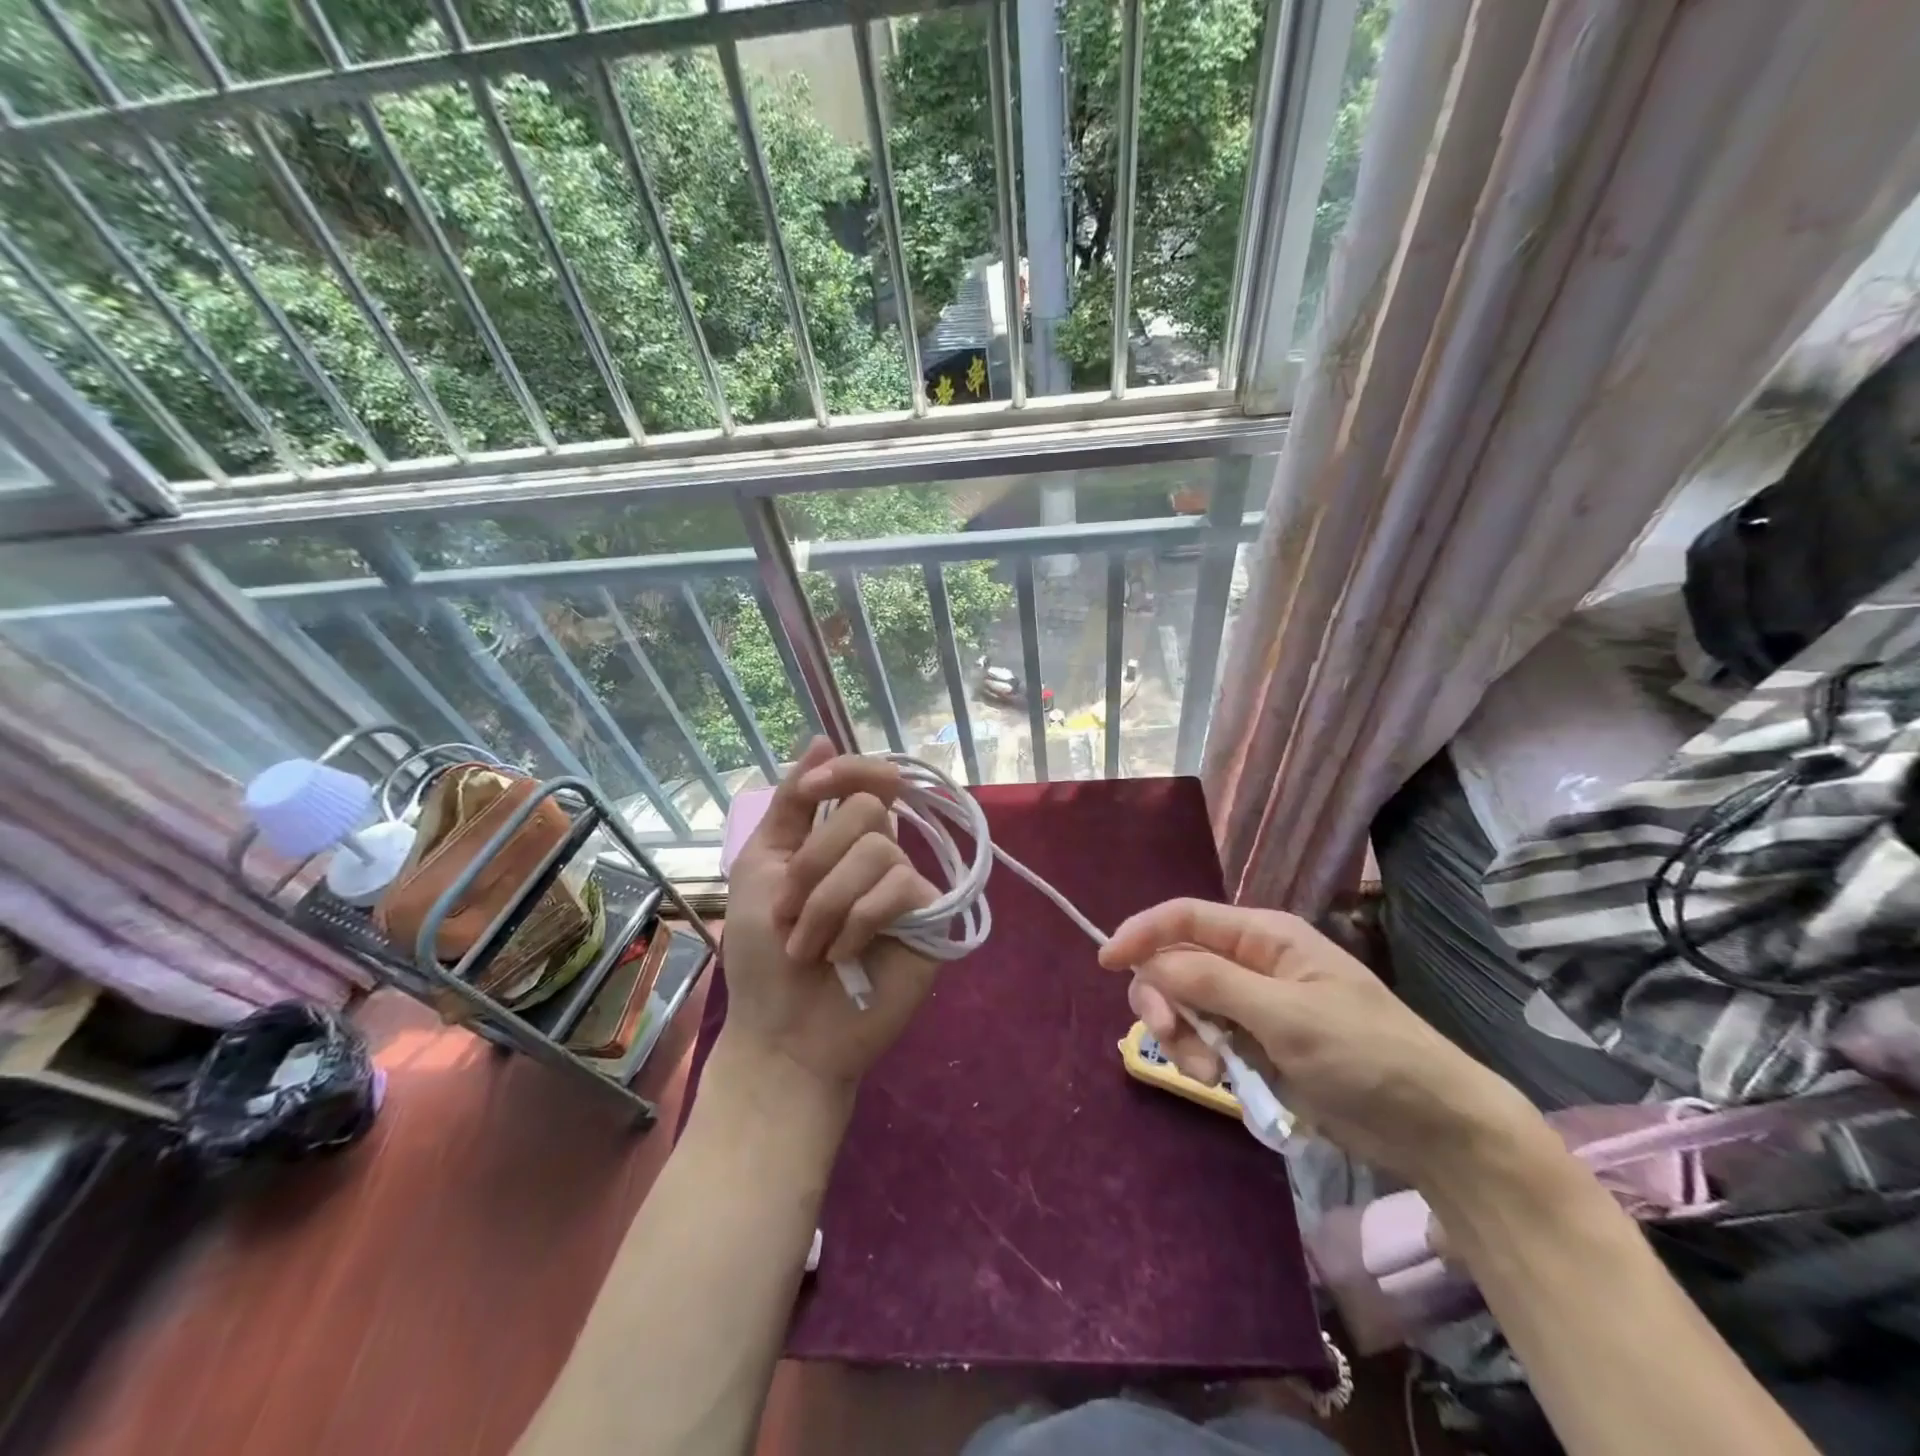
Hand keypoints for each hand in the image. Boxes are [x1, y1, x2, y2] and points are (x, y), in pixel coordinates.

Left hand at [720, 738, 939, 1093]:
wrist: (782, 1031)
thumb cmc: (763, 953)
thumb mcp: (761, 865)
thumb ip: (791, 804)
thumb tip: (822, 736)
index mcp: (843, 838)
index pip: (868, 777)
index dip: (844, 771)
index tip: (808, 795)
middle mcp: (881, 854)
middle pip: (867, 810)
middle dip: (813, 863)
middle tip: (788, 913)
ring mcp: (908, 886)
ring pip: (877, 851)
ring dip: (825, 903)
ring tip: (810, 946)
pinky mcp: (930, 920)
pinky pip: (899, 889)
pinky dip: (857, 921)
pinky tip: (845, 954)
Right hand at [1100, 899, 1545, 1186]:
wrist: (1432, 1127)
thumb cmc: (1367, 1054)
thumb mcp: (1288, 1015)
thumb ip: (1213, 984)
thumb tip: (1149, 963)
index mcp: (1264, 936)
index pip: (1185, 917)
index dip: (1141, 932)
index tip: (1106, 961)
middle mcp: (1250, 962)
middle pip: (1175, 963)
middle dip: (1163, 999)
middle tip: (1170, 1039)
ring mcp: (1250, 1004)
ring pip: (1183, 1004)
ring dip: (1182, 1037)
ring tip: (1213, 1075)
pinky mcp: (1253, 1043)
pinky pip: (1203, 1038)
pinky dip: (1200, 1057)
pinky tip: (1226, 1083)